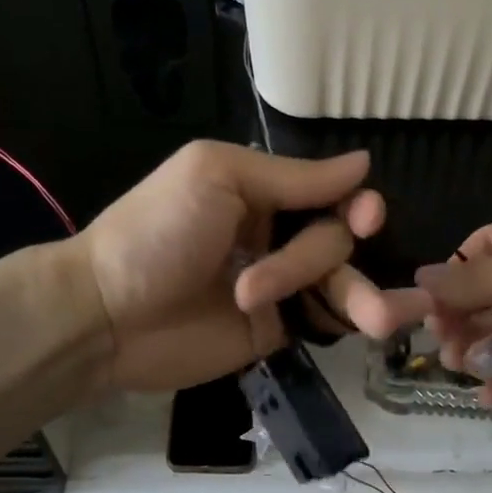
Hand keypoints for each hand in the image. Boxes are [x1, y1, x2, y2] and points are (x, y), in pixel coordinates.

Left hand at [79, 141, 429, 393]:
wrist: (106, 314)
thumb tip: (363, 163)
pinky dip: (355, 319)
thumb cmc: (156, 232)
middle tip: (284, 281)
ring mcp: (280, 285)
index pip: (330, 193)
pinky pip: (327, 320)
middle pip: (336, 240)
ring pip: (342, 282)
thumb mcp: (218, 178)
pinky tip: (385, 324)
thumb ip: (293, 177)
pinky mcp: (278, 329)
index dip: (355, 205)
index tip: (365, 218)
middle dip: (326, 259)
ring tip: (383, 319)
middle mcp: (278, 234)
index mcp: (263, 191)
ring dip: (363, 296)